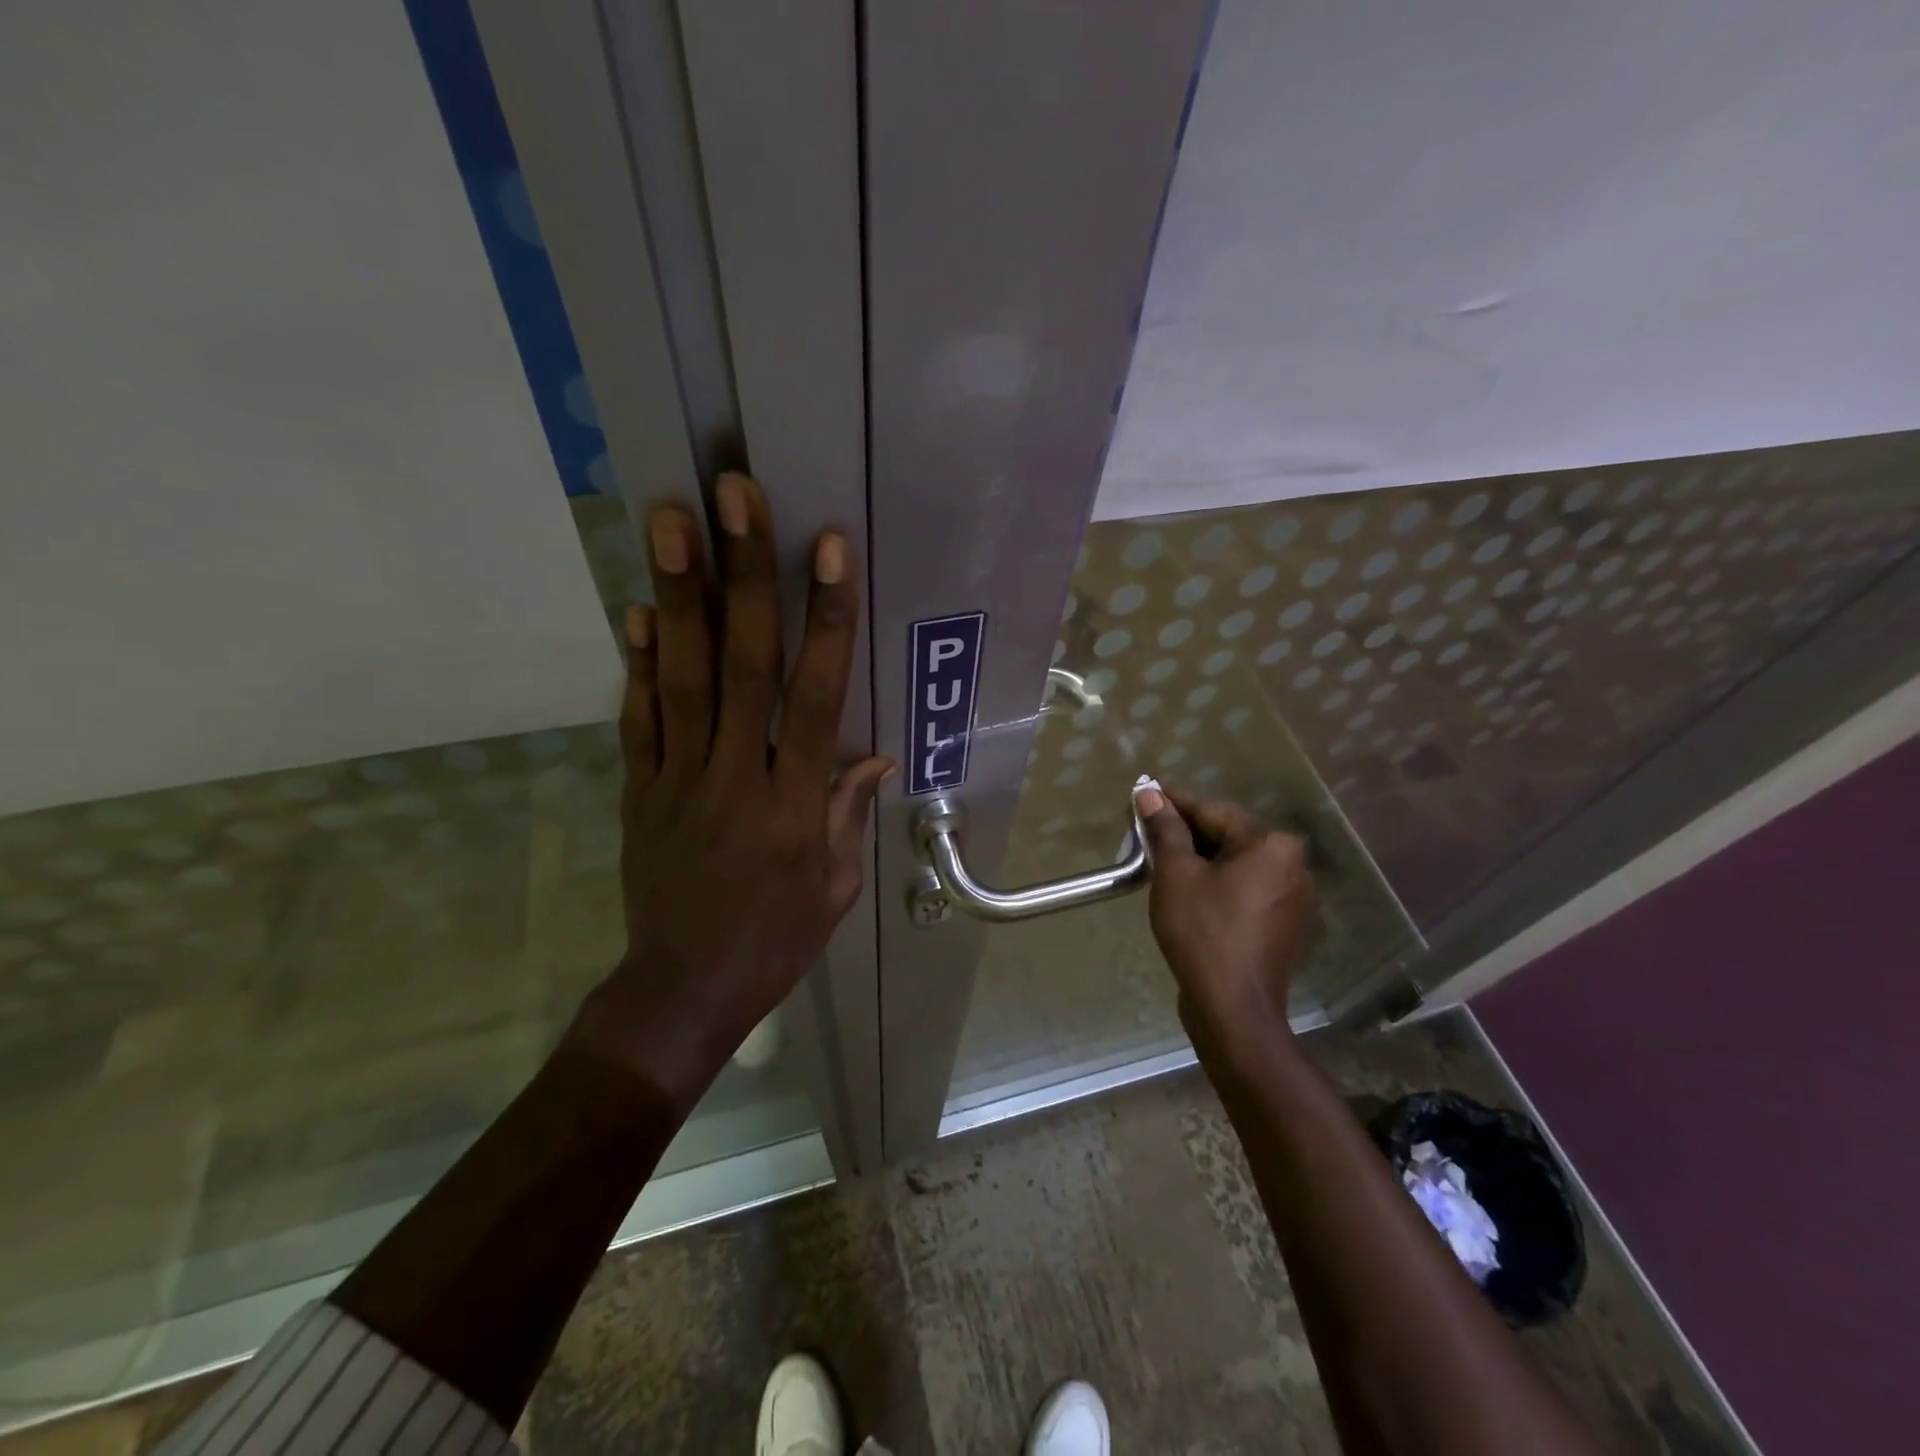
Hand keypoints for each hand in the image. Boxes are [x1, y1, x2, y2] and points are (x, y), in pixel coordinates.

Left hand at [567, 472, 891, 1108]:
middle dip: (744, 575)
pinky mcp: (639, 790)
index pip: (816, 696)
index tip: (829, 549)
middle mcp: (736, 776)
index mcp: (795, 803)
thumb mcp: (835, 888)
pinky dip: (637, 662)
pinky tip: (636, 607)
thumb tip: (872, 753)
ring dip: (680, 595)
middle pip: (742, 665)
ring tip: (672, 520)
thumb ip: (849, 812)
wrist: (683, 989)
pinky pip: (637, 718)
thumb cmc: (775, 939)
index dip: (826, 619)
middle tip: (734, 497)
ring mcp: (678, 778)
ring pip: (681, 677)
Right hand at [1135, 785, 1315, 1073]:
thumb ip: (1165, 829)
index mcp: (1271, 844)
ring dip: (1198, 855)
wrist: (1233, 1008)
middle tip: (1144, 826)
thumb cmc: (1203, 933)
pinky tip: (1185, 884)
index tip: (1142, 792)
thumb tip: (1149, 794)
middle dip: (1184, 830)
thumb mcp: (1176, 874)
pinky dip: (1215, 880)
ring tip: (1158, 854)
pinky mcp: (1282, 920)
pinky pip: (1244, 885)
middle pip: (1226, 834)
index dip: (1172, 801)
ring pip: (1235, 861)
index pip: (1212, 810)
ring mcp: (1291, 894)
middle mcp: (1291, 863)